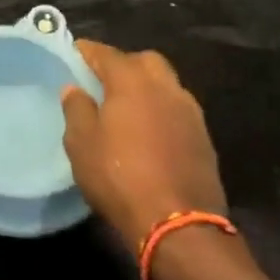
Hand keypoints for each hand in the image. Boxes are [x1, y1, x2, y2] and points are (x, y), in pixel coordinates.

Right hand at [61, 41, 227, 253]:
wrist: (180, 227)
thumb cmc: (120, 177)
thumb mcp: (82, 144)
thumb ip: (76, 109)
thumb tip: (75, 88)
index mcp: (132, 81)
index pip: (106, 53)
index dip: (88, 51)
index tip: (75, 53)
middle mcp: (165, 88)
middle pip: (144, 61)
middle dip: (124, 64)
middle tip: (105, 81)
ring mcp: (190, 113)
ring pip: (167, 85)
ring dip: (148, 89)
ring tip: (129, 108)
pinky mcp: (205, 140)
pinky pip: (179, 111)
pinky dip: (163, 112)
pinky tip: (151, 133)